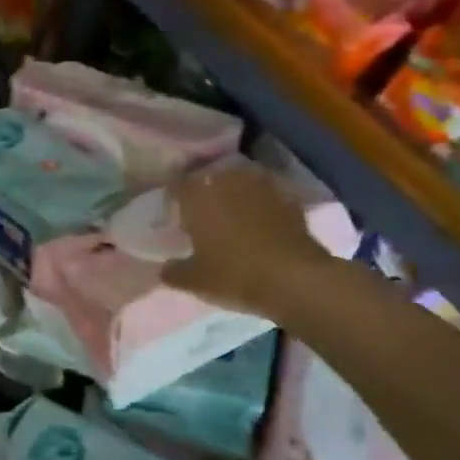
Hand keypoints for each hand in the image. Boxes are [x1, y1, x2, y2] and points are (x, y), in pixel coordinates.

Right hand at [163, 163, 332, 319]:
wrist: (296, 279)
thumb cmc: (235, 275)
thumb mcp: (195, 281)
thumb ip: (173, 272)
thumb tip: (163, 268)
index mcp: (198, 197)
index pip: (177, 185)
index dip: (172, 196)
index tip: (172, 210)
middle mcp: (228, 182)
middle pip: (209, 178)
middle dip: (204, 191)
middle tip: (201, 211)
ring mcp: (261, 187)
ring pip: (240, 181)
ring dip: (233, 192)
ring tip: (231, 212)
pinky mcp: (289, 199)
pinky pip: (266, 195)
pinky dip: (260, 204)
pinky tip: (259, 221)